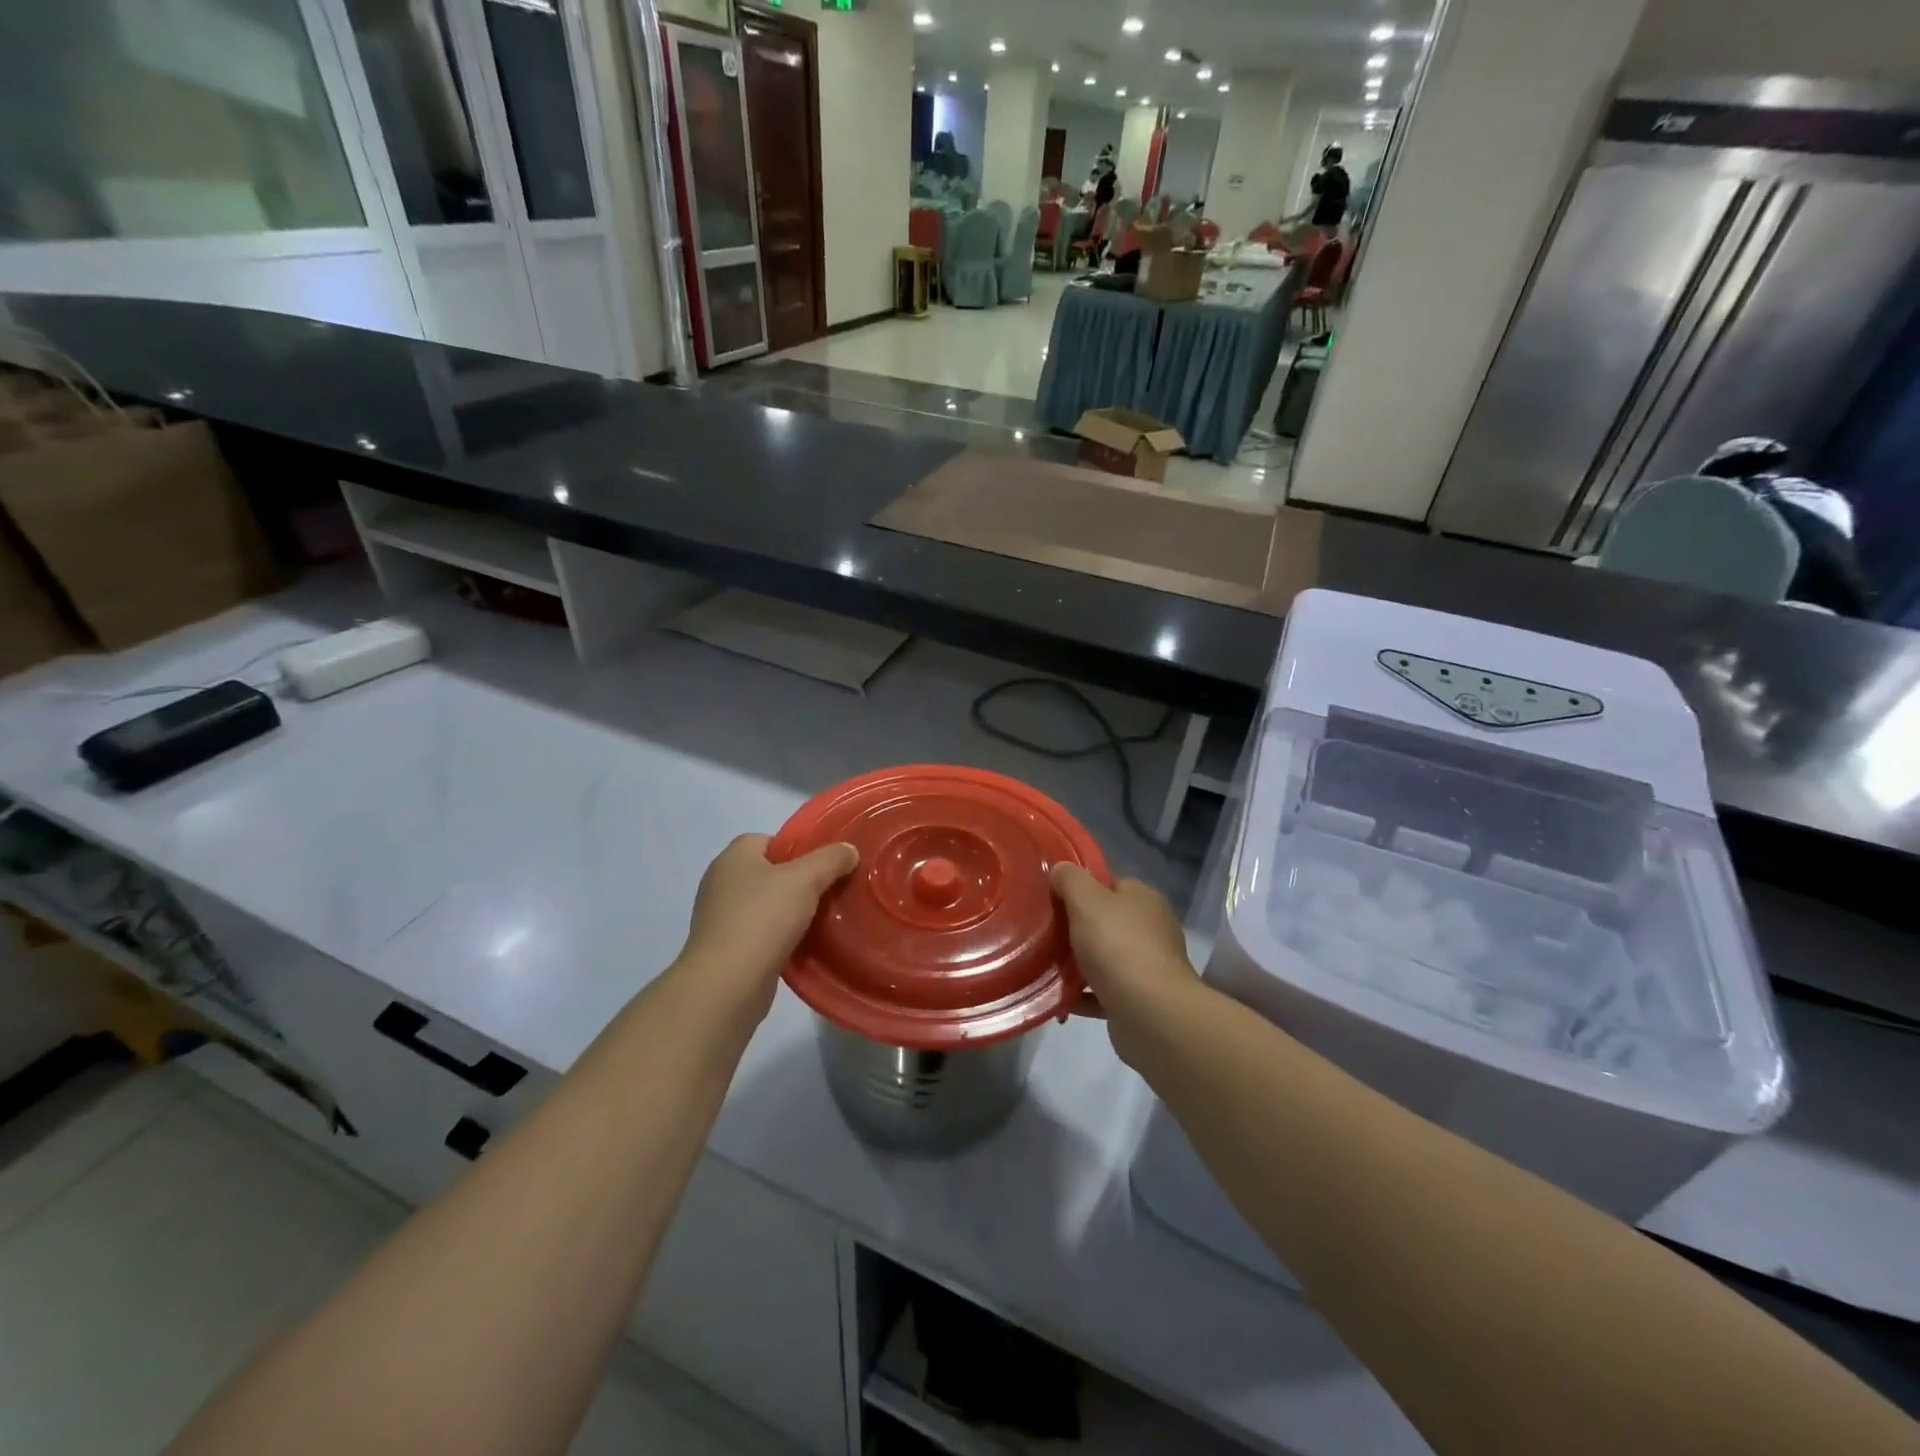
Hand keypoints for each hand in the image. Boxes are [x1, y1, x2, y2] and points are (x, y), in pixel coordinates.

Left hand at [677, 834, 857, 1018]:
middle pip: (768, 873)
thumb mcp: (806, 879)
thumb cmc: (763, 918)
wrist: (728, 984)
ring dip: (789, 912)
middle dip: (798, 882)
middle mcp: (720, 883)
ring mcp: (719, 918)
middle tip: (829, 892)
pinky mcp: (724, 950)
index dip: (798, 849)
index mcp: (733, 857)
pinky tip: (801, 946)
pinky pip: (759, 934)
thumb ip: (830, 859)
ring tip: (821, 920)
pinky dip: (778, 938)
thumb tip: (849, 851)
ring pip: (765, 906)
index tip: (824, 866)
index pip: (769, 840)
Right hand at [1051, 864, 1199, 1064]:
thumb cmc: (1118, 946)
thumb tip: (1060, 870)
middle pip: (1106, 922)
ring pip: (1104, 959)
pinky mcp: (1139, 1001)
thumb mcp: (1086, 900)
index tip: (1054, 900)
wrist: (1150, 1014)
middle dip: (1076, 929)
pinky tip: (1059, 999)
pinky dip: (1082, 995)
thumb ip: (1071, 879)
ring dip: (1077, 964)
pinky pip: (1103, 993)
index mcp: (1144, 900)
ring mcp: (1148, 967)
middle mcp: (1151, 930)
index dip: (1082, 889)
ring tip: (1045, 967)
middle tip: (1045, 934)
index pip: (1111, 885)